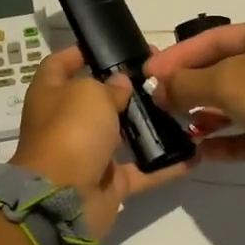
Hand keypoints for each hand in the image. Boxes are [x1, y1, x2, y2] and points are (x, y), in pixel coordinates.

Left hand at [9, 46, 191, 240]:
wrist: (62, 200)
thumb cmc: (70, 131)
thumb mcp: (90, 93)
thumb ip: (110, 85)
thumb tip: (120, 84)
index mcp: (51, 94)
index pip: (60, 64)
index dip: (80, 52)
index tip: (111, 45)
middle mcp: (66, 121)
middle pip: (97, 99)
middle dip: (126, 89)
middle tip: (161, 77)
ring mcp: (87, 154)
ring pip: (121, 134)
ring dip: (147, 125)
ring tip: (181, 109)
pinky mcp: (108, 182)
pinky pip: (141, 170)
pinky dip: (164, 165)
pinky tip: (193, 154)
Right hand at [142, 17, 244, 180]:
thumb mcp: (224, 80)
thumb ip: (186, 84)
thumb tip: (158, 91)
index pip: (213, 40)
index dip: (179, 56)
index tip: (150, 74)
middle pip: (224, 71)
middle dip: (190, 87)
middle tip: (160, 103)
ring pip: (236, 104)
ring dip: (206, 116)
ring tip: (177, 128)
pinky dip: (225, 142)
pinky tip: (199, 152)